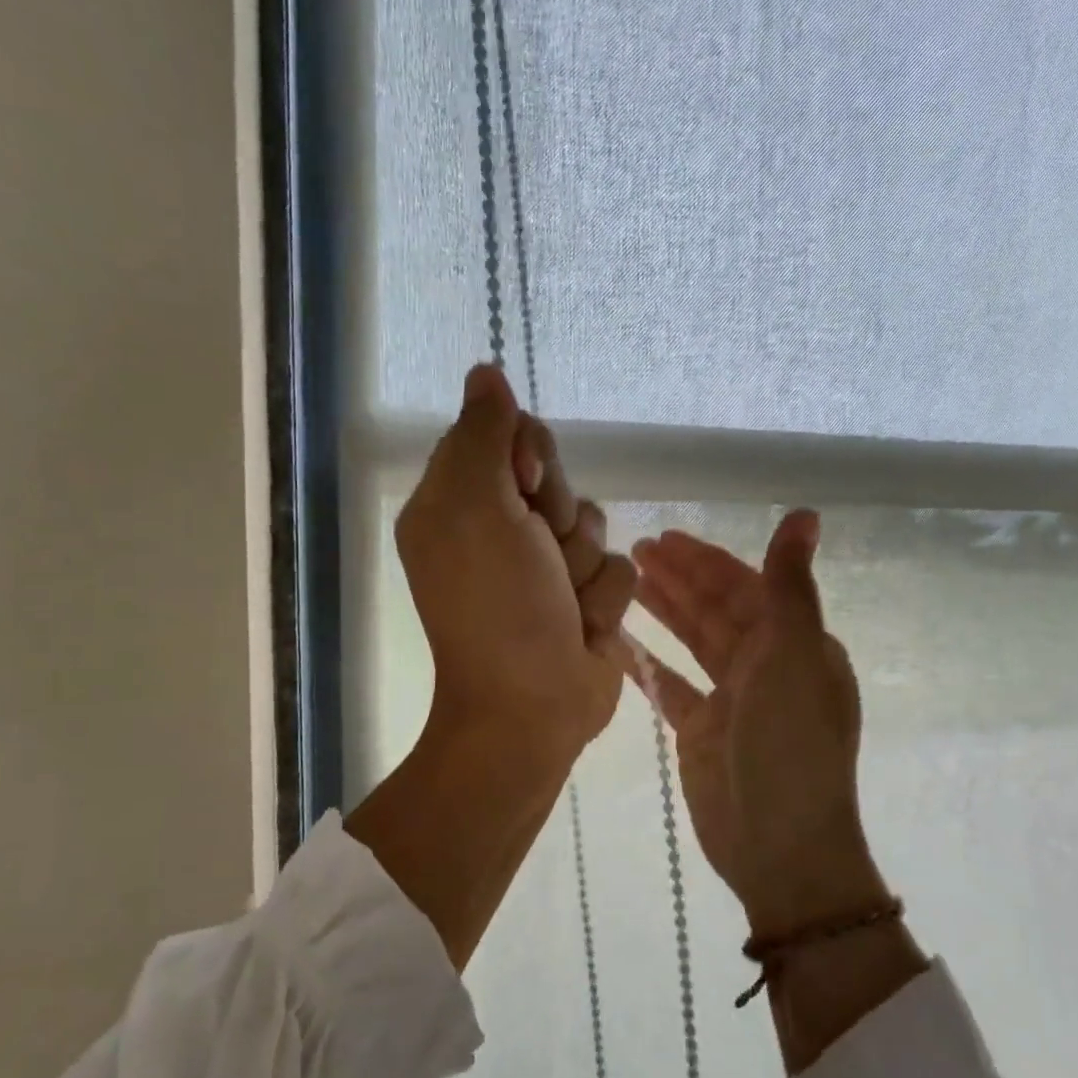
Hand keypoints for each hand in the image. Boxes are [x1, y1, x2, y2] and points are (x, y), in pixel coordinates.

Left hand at [347, 364, 634, 968]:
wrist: (532, 706)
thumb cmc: (495, 606)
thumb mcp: (476, 507)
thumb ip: (483, 436)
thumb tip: (484, 372)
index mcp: (459, 502)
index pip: (508, 436)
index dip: (526, 458)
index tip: (522, 489)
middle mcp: (500, 529)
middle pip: (555, 478)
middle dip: (557, 517)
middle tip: (538, 555)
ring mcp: (546, 568)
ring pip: (593, 524)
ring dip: (582, 567)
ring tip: (560, 606)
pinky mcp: (586, 600)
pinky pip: (619, 570)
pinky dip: (601, 602)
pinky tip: (582, 630)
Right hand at [631, 511, 927, 1069]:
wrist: (778, 848)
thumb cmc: (791, 748)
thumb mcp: (795, 659)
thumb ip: (791, 587)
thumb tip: (805, 514)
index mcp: (796, 645)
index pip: (747, 587)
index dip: (706, 561)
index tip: (665, 538)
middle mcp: (766, 667)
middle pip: (715, 610)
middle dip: (678, 579)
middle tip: (631, 550)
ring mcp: (731, 700)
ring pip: (692, 642)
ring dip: (663, 611)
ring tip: (624, 581)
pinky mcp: (700, 731)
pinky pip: (670, 685)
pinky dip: (647, 663)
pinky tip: (617, 640)